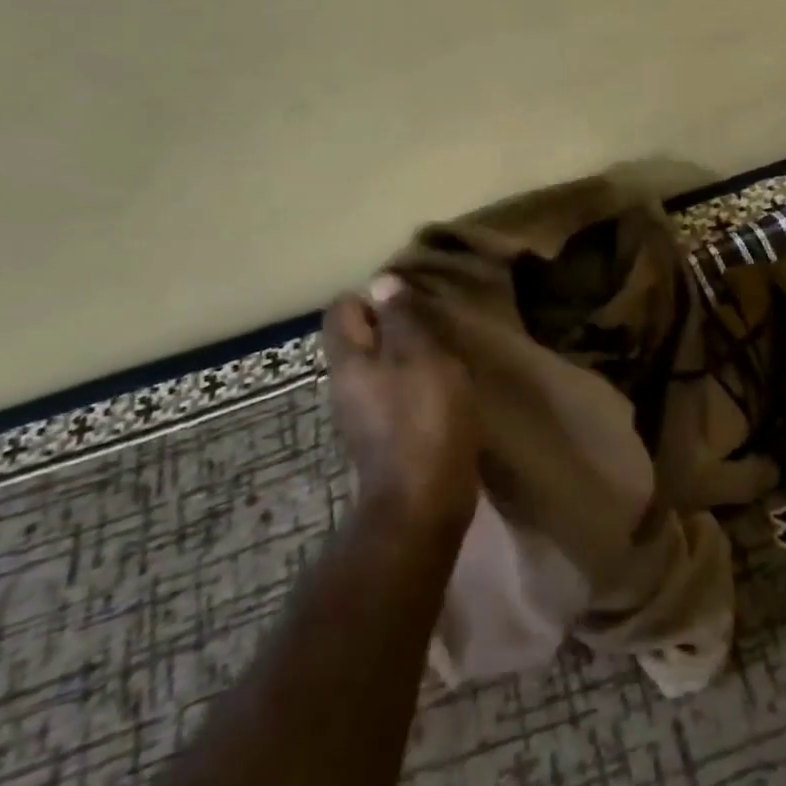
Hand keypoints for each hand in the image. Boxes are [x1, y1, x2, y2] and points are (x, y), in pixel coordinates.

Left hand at [325, 276, 485, 533]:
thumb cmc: (425, 419)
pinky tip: (442, 394)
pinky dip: (413, 388)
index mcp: (348, 361)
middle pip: (359, 340)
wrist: (423, 502)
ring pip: (378, 369)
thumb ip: (402, 319)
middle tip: (435, 328)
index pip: (341, 310)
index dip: (374, 298)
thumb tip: (381, 282)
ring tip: (444, 359)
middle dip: (393, 328)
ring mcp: (360, 416)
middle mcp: (344, 385)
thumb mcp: (422, 357)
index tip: (412, 303)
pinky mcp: (381, 439)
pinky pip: (391, 396)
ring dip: (406, 359)